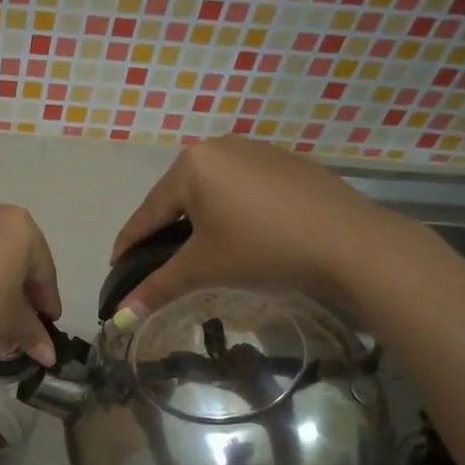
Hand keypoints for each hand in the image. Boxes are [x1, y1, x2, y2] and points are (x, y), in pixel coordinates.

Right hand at [110, 136, 409, 320]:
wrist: (349, 242)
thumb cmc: (262, 248)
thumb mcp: (203, 268)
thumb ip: (157, 288)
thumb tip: (118, 318)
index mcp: (190, 165)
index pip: (147, 213)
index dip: (128, 245)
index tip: (116, 269)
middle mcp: (217, 147)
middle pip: (177, 199)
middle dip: (163, 233)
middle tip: (156, 265)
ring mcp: (254, 150)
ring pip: (209, 192)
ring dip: (197, 222)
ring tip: (195, 253)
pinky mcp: (284, 162)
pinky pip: (240, 188)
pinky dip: (229, 212)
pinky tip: (238, 235)